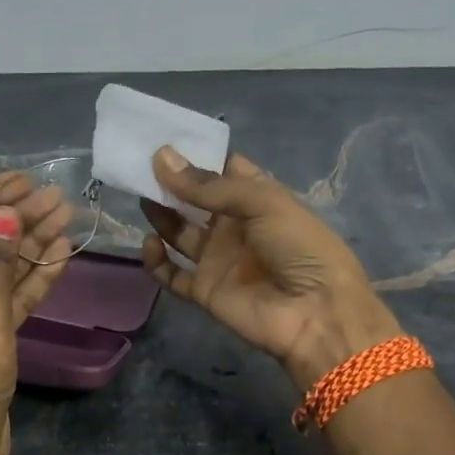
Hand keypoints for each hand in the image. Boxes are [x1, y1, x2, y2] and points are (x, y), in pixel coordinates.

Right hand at [139, 148, 401, 389]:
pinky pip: (173, 274)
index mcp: (258, 199)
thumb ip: (209, 185)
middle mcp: (236, 226)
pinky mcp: (205, 291)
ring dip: (161, 215)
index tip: (164, 140)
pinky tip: (151, 243)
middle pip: (196, 200)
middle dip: (171, 183)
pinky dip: (157, 261)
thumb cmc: (299, 246)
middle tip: (140, 166)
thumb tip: (161, 158)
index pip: (224, 170)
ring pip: (180, 232)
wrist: (315, 314)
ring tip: (139, 195)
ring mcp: (219, 259)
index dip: (197, 156)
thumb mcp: (262, 202)